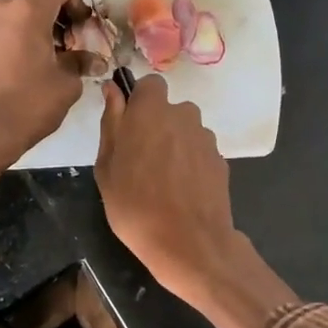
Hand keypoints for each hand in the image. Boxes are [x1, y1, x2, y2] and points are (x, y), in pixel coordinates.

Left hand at [0, 0, 86, 194]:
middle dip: (63, 17)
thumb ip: (81, 62)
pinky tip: (34, 64)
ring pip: (24, 10)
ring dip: (44, 26)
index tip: (84, 34)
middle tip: (74, 48)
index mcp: (29, 7)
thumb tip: (94, 61)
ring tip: (55, 59)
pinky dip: (25, 35)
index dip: (80, 5)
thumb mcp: (66, 83)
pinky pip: (9, 25)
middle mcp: (4, 5)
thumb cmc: (29, 103)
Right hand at [96, 76, 296, 327]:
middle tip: (141, 159)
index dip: (139, 101)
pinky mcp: (221, 160)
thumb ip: (111, 123)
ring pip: (186, 130)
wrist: (189, 243)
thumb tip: (113, 90)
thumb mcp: (107, 167)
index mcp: (150, 111)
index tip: (129, 124)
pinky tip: (182, 191)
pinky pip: (199, 152)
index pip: (149, 84)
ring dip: (175, 144)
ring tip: (163, 180)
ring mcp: (205, 138)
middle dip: (157, 125)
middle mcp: (182, 115)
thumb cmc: (135, 206)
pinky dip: (191, 164)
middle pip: (170, 109)